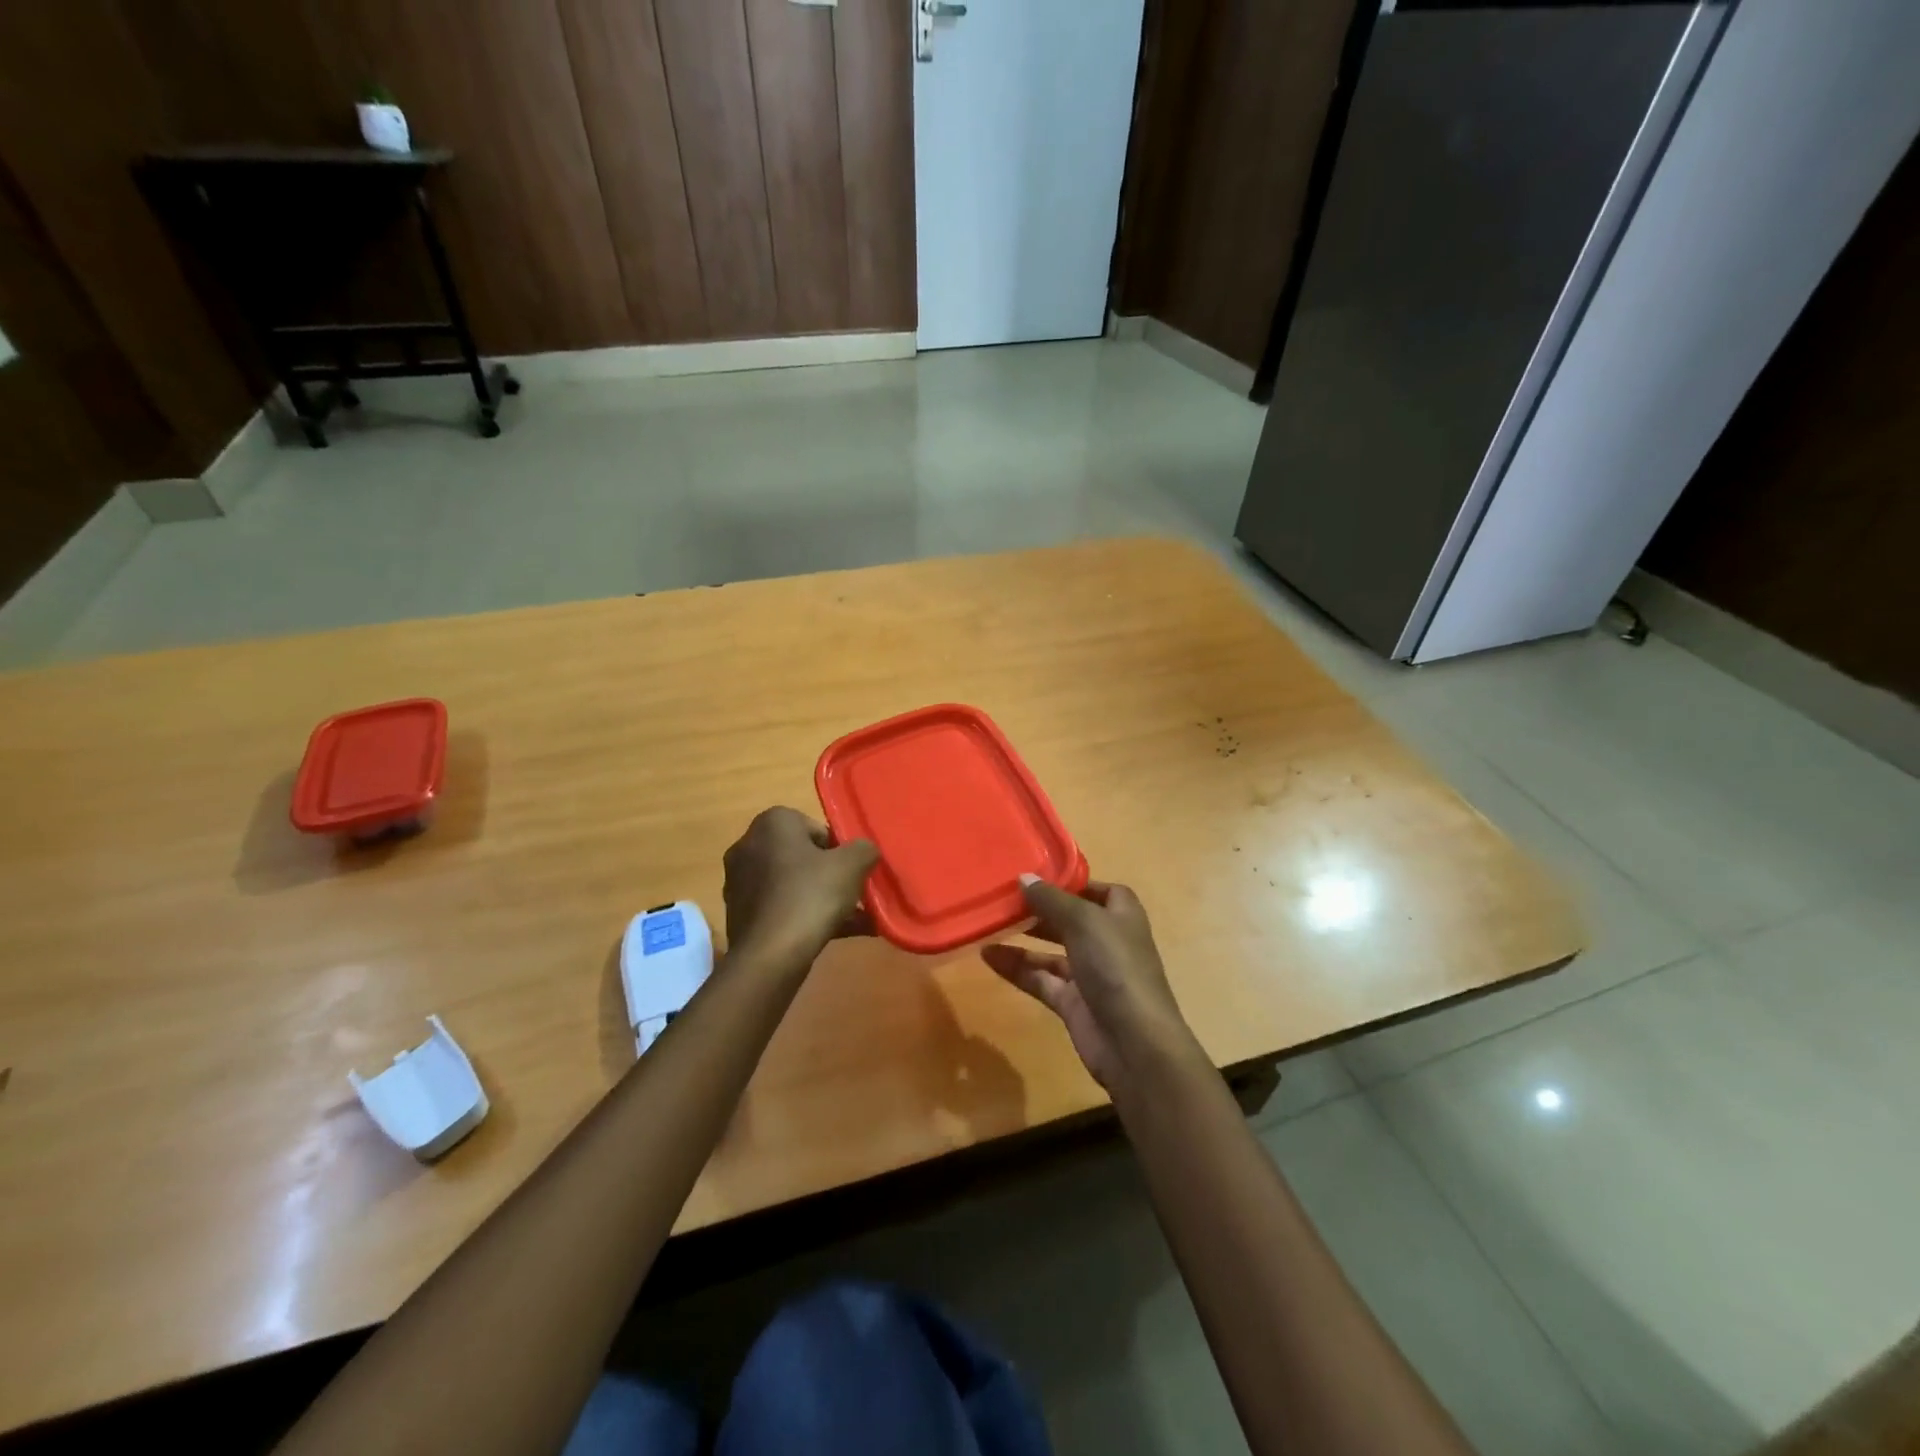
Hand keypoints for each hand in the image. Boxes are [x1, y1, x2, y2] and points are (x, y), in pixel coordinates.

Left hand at [721, 808, 877, 967]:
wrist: (768, 957)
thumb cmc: (810, 896)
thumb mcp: (852, 865)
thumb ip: (865, 849)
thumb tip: (864, 851)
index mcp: (772, 823)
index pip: (816, 828)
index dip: (840, 850)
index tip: (853, 872)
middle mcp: (749, 845)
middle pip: (804, 857)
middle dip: (832, 876)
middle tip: (855, 895)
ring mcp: (740, 882)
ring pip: (794, 885)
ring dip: (823, 899)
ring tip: (856, 921)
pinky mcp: (740, 913)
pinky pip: (782, 907)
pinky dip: (806, 917)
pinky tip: (836, 935)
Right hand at [982, 876, 1204, 1093]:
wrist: (1134, 1043)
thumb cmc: (1116, 967)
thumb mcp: (1083, 921)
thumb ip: (1051, 899)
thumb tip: (1024, 878)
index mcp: (1121, 915)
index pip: (1099, 890)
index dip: (1072, 883)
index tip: (1037, 876)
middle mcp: (1107, 941)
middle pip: (1070, 918)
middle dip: (1040, 909)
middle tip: (1004, 897)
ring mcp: (1090, 973)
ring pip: (1052, 950)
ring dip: (1024, 937)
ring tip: (989, 923)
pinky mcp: (1072, 1002)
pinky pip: (1040, 979)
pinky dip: (1017, 968)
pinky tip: (988, 955)